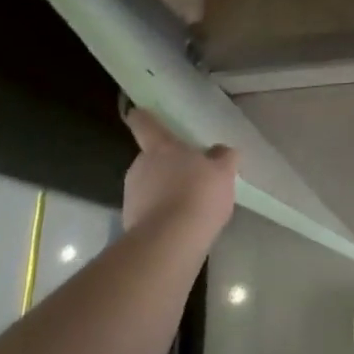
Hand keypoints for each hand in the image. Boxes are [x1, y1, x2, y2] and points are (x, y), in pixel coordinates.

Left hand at [121, 105, 237, 234]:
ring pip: (149, 185)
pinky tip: (181, 224)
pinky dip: (162, 213)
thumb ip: (222, 157)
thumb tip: (219, 151)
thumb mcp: (223, 172)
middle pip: (151, 159)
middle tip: (190, 174)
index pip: (145, 125)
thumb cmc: (199, 194)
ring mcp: (131, 195)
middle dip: (167, 165)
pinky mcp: (130, 222)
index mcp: (161, 148)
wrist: (170, 241)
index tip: (138, 112)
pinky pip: (149, 210)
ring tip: (189, 204)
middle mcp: (140, 166)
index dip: (143, 117)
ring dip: (164, 190)